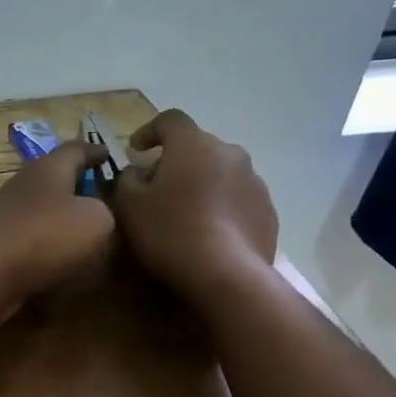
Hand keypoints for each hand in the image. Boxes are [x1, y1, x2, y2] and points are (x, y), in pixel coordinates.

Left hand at [0, 141, 116, 315]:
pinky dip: (49, 241)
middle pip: (55, 177)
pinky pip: (31, 235)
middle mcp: (24, 184)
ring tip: (87, 229)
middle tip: (103, 196)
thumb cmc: (45, 235)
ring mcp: (7, 213)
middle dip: (78, 184)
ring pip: (42, 207)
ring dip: (62, 215)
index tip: (109, 155)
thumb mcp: (96, 220)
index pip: (76, 149)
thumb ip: (106, 212)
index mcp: (49, 168)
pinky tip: (63, 256)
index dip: (95, 151)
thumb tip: (96, 215)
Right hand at [112, 110, 277, 300]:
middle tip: (157, 187)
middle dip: (176, 161)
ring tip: (185, 213)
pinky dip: (221, 207)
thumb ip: (127, 179)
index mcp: (194, 145)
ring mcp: (255, 182)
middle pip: (197, 147)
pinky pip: (237, 199)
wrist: (226, 276)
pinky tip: (208, 233)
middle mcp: (230, 153)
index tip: (135, 151)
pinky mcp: (268, 212)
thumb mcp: (129, 205)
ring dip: (201, 184)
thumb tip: (138, 172)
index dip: (149, 131)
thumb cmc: (170, 232)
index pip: (170, 120)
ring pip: (220, 173)